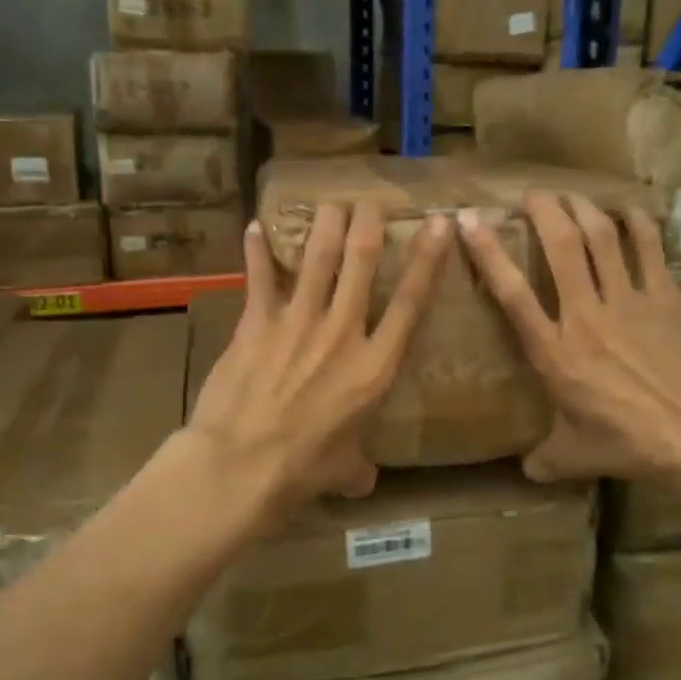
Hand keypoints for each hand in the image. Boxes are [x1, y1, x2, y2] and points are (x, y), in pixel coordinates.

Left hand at [189, 201, 452, 512]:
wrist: (242, 464)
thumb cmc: (303, 470)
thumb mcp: (345, 470)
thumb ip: (359, 465)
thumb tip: (362, 479)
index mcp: (374, 366)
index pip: (411, 302)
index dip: (427, 259)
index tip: (438, 224)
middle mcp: (342, 331)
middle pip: (361, 262)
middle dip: (369, 224)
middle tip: (371, 201)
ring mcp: (297, 321)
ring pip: (317, 257)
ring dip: (326, 224)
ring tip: (332, 202)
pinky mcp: (257, 322)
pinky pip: (259, 277)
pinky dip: (256, 251)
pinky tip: (254, 226)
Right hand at [458, 191, 680, 494]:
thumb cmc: (635, 444)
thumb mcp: (578, 456)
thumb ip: (545, 459)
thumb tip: (525, 472)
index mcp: (556, 351)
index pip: (512, 293)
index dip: (487, 252)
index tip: (468, 221)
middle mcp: (586, 315)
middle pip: (561, 246)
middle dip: (542, 211)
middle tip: (530, 195)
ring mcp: (629, 300)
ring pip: (601, 238)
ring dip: (582, 209)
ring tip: (570, 196)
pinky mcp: (666, 296)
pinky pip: (648, 248)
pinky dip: (635, 224)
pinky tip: (627, 210)